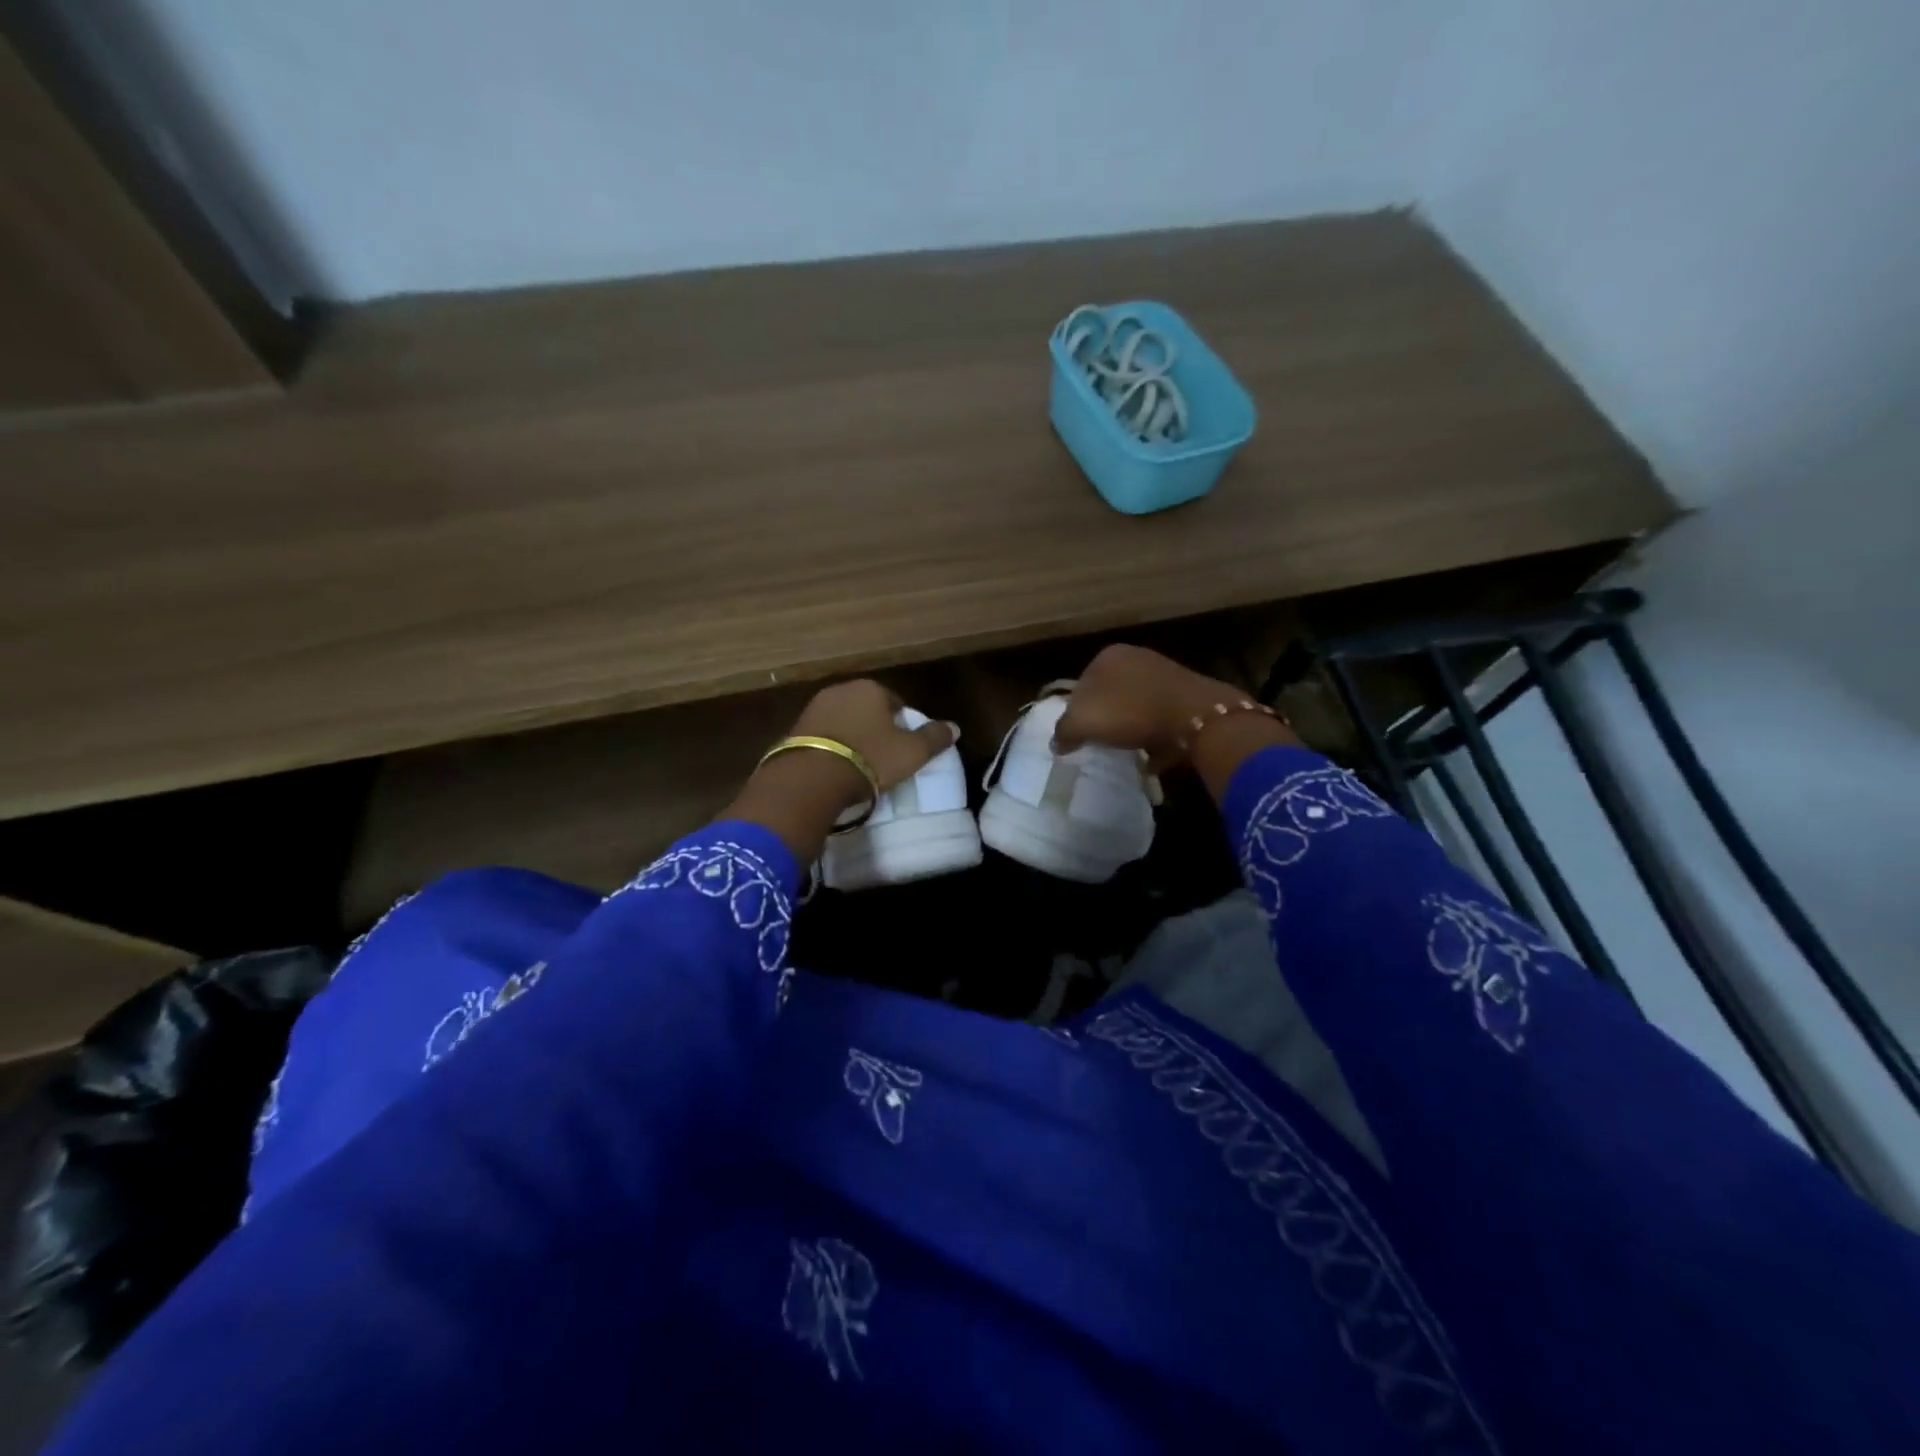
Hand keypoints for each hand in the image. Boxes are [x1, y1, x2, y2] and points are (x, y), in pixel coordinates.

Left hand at [786, 680, 956, 796]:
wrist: (811, 777)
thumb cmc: (870, 759)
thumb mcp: (911, 752)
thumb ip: (934, 738)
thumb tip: (954, 727)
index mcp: (871, 688)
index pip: (895, 702)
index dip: (903, 725)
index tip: (904, 748)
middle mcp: (841, 689)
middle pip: (866, 709)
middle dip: (875, 728)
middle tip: (883, 757)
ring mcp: (814, 708)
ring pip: (843, 721)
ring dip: (851, 737)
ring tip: (860, 765)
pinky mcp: (795, 729)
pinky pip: (823, 736)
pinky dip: (831, 747)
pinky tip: (836, 768)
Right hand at [1053, 645, 1291, 778]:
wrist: (1193, 716)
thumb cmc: (1130, 711)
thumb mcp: (1082, 722)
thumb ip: (1063, 732)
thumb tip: (1057, 743)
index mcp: (1108, 656)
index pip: (1081, 684)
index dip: (1076, 712)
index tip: (1079, 736)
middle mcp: (1136, 657)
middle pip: (1109, 694)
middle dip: (1105, 717)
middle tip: (1101, 744)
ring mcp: (1165, 674)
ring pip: (1136, 705)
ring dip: (1130, 727)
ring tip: (1126, 751)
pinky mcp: (1186, 695)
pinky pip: (1160, 717)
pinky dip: (1155, 735)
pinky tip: (1152, 754)